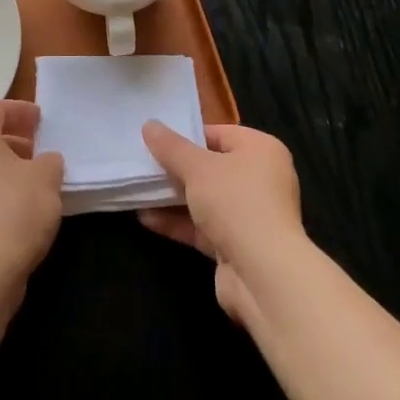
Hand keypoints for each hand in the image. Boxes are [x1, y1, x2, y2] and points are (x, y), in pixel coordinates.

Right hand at [138, 122, 303, 322]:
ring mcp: (249, 214)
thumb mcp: (197, 167)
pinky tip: (146, 218)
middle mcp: (260, 179)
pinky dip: (178, 222)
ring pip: (205, 199)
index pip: (219, 134)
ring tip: (137, 190)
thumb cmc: (235, 202)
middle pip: (211, 167)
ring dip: (172, 197)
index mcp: (261, 150)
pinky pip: (203, 226)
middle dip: (176, 169)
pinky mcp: (237, 245)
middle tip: (143, 164)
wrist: (263, 274)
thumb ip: (171, 147)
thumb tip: (149, 124)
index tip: (155, 140)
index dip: (187, 136)